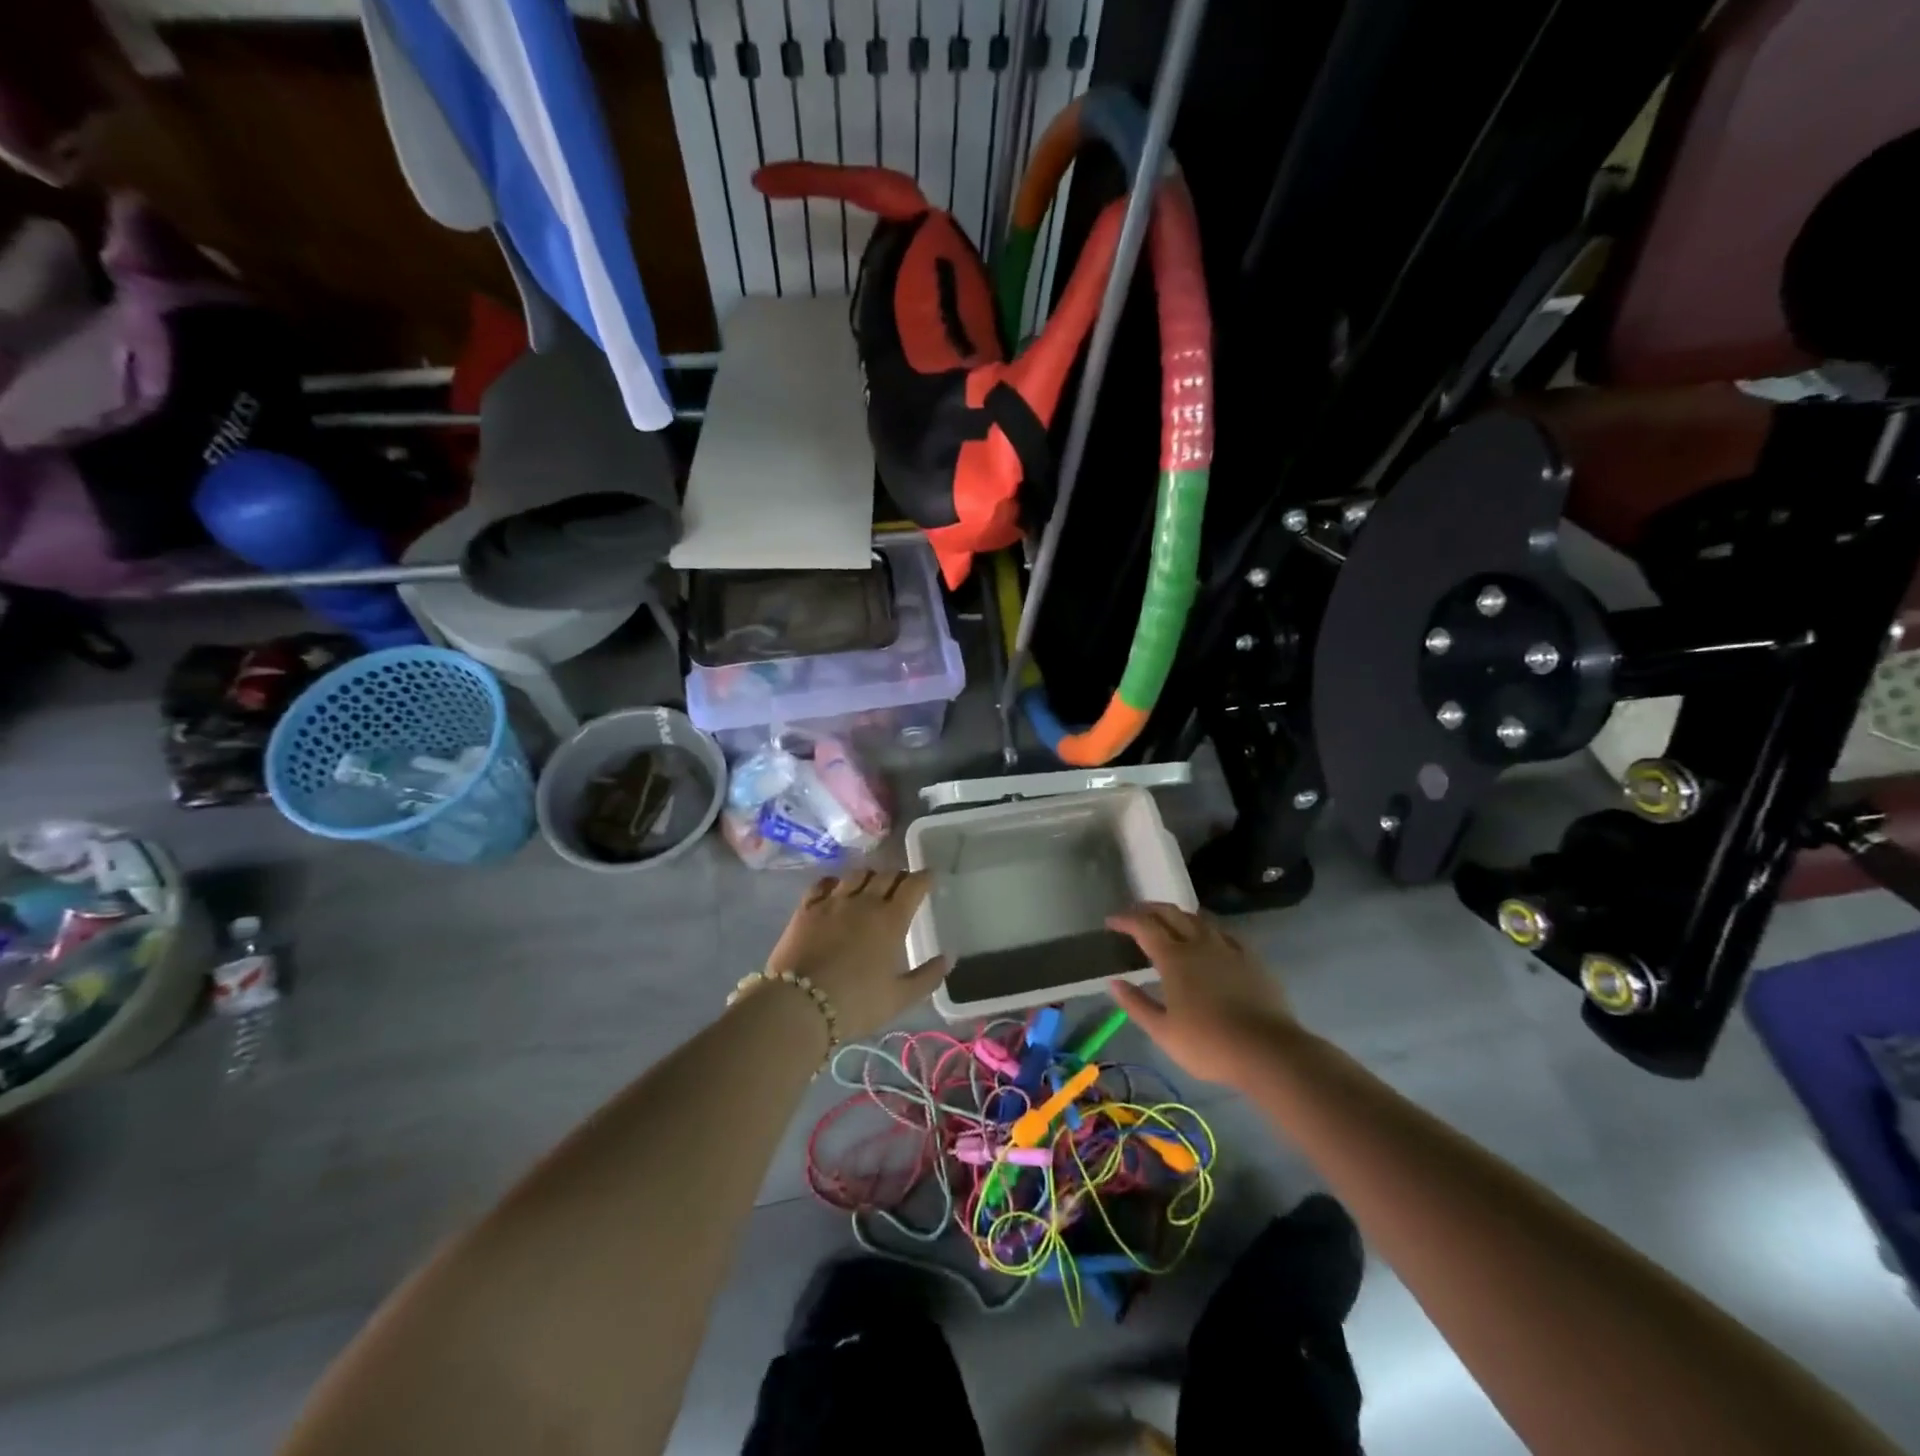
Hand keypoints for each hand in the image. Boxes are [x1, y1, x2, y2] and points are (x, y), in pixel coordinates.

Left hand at [763, 870, 947, 1039]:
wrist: (799, 1005)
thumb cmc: (856, 1003)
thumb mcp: (900, 998)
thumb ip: (927, 977)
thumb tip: (948, 958)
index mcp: (891, 919)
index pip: (913, 885)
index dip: (924, 878)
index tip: (930, 877)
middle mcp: (864, 902)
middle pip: (886, 875)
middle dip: (899, 876)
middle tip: (903, 884)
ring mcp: (833, 902)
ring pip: (856, 874)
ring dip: (869, 876)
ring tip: (872, 884)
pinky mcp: (806, 908)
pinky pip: (823, 883)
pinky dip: (835, 882)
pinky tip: (836, 888)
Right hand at [1107, 903, 1299, 1087]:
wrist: (1267, 1051)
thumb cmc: (1208, 1044)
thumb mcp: (1163, 1031)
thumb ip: (1136, 1004)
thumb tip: (1114, 982)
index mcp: (1174, 958)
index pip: (1144, 926)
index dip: (1125, 920)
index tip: (1111, 921)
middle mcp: (1199, 943)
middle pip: (1171, 913)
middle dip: (1149, 909)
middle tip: (1135, 914)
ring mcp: (1228, 948)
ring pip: (1198, 919)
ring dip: (1177, 915)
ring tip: (1168, 922)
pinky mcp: (1251, 958)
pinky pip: (1223, 932)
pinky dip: (1206, 929)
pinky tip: (1208, 938)